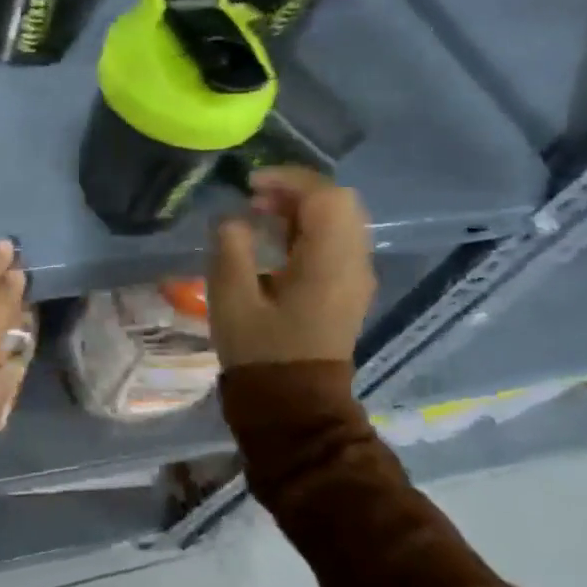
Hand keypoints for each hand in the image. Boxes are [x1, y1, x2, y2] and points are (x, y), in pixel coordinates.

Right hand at [207, 168, 375, 367]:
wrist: (295, 407)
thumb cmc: (261, 352)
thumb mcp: (232, 298)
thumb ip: (231, 247)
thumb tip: (233, 218)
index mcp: (329, 263)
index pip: (326, 196)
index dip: (288, 179)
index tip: (250, 185)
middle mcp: (353, 264)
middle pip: (339, 202)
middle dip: (296, 189)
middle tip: (255, 197)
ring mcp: (355, 278)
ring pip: (340, 219)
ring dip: (302, 207)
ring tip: (260, 213)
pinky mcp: (348, 289)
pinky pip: (337, 240)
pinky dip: (309, 227)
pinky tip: (276, 239)